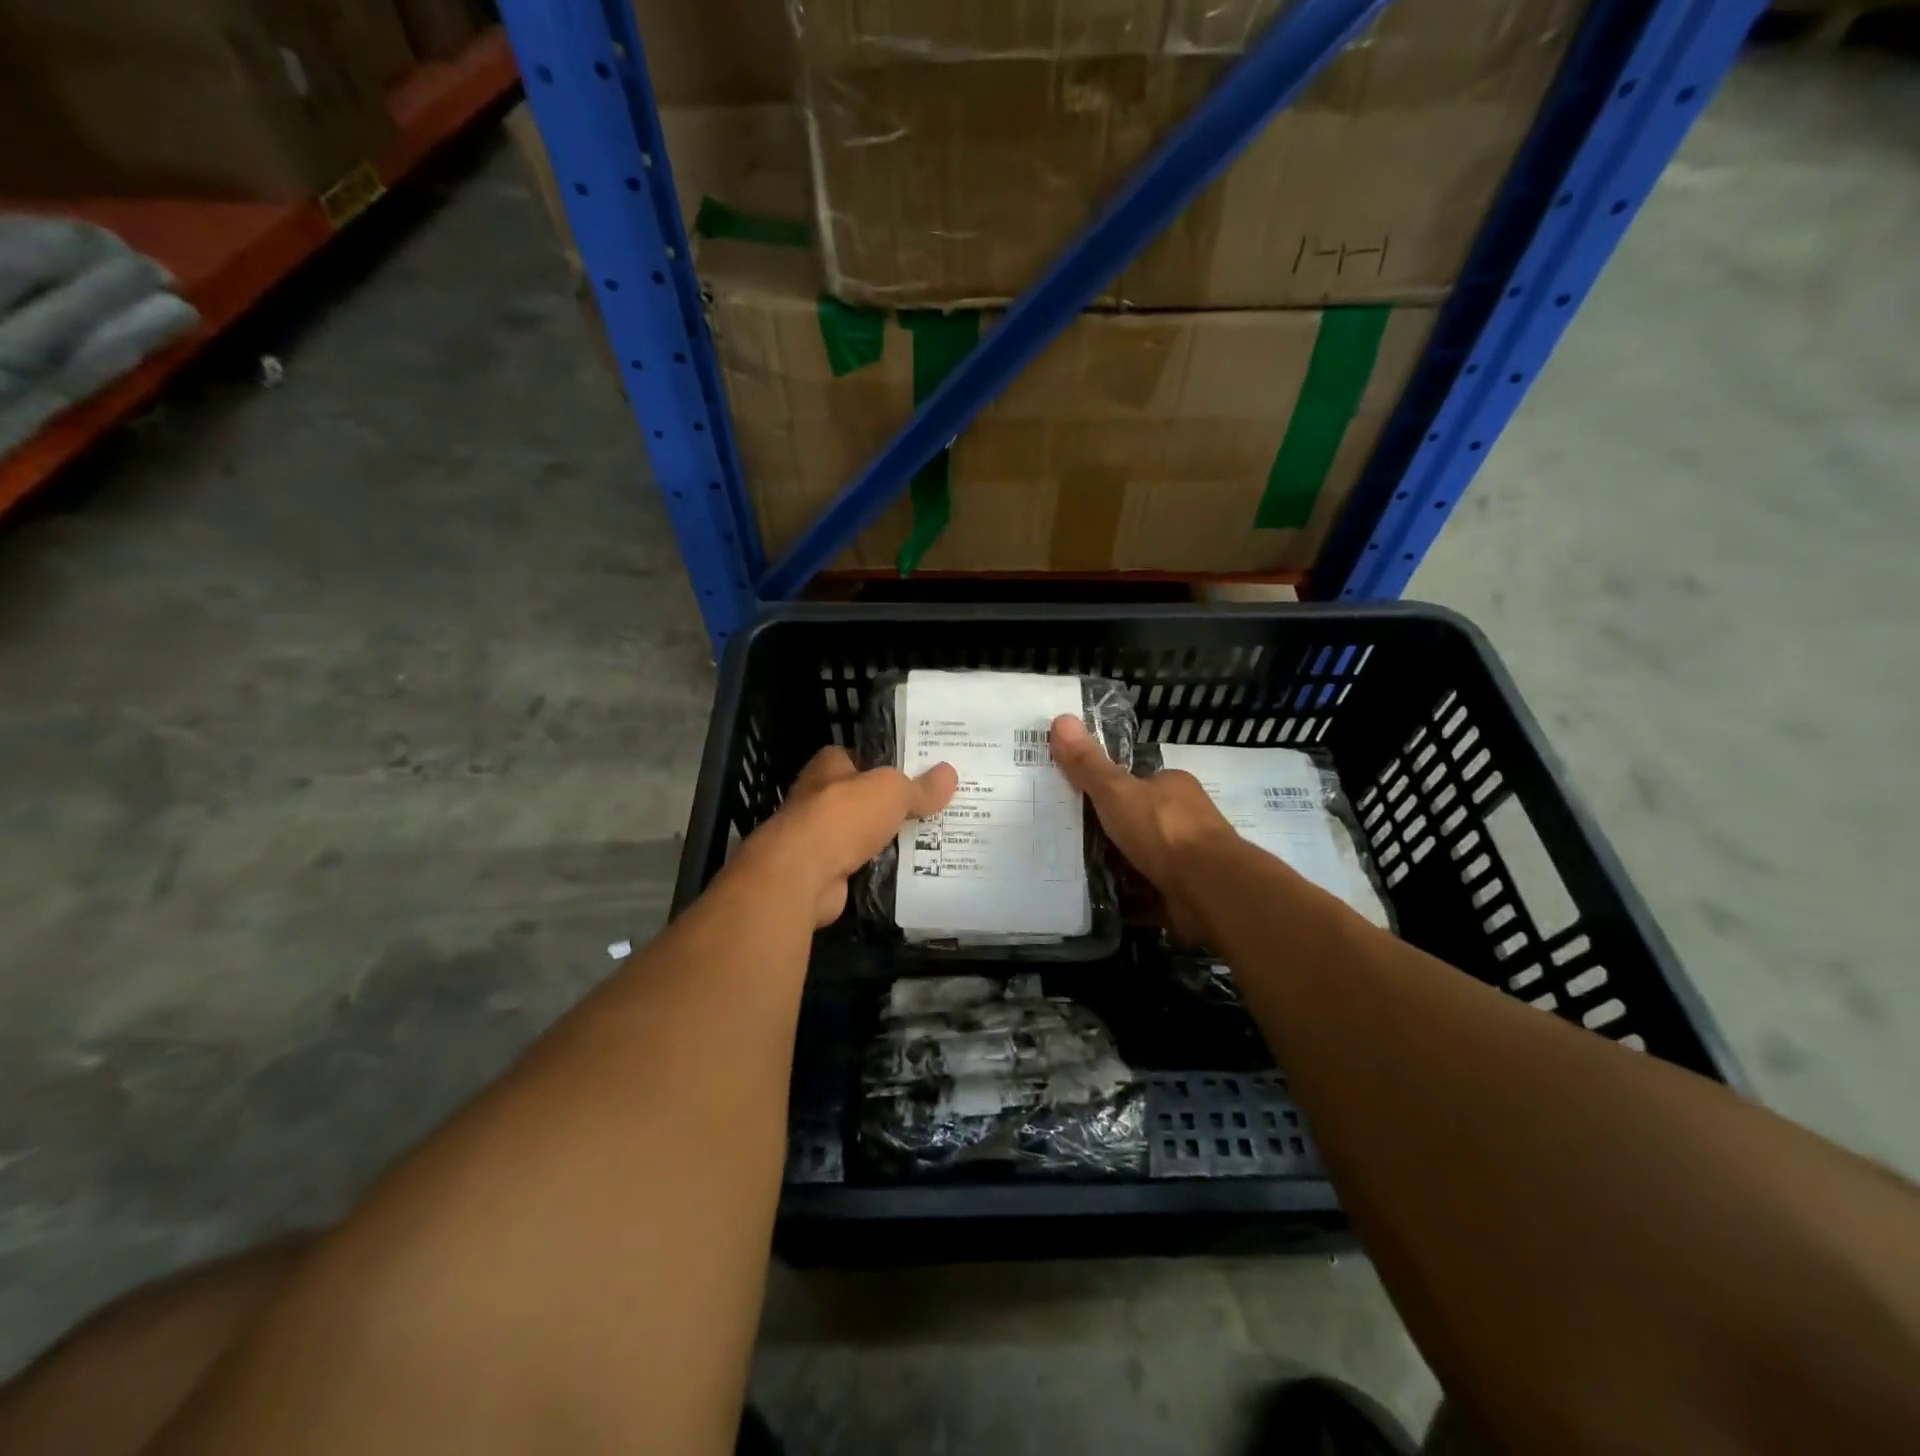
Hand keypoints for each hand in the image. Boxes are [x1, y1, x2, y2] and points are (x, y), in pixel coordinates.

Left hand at [746, 747, 957, 926]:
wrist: (802, 874)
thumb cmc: (843, 816)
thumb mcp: (891, 791)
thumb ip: (919, 786)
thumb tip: (950, 773)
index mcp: (828, 767)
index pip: (857, 757)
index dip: (883, 762)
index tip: (915, 771)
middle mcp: (818, 798)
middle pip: (861, 796)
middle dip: (889, 804)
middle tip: (931, 807)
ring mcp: (817, 837)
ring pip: (861, 833)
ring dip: (885, 838)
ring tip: (930, 840)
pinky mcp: (823, 871)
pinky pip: (860, 864)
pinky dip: (879, 867)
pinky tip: (909, 870)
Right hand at [1049, 714, 1238, 942]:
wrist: (1209, 889)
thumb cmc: (1163, 831)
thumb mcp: (1116, 791)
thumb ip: (1088, 764)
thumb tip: (1060, 719)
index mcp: (1173, 787)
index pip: (1137, 783)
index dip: (1108, 792)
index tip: (1075, 804)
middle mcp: (1185, 820)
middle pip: (1139, 823)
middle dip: (1109, 834)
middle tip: (1066, 841)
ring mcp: (1187, 860)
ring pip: (1143, 859)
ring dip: (1117, 868)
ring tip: (1073, 873)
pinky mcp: (1185, 894)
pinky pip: (1148, 894)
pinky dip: (1128, 899)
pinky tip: (1099, 902)